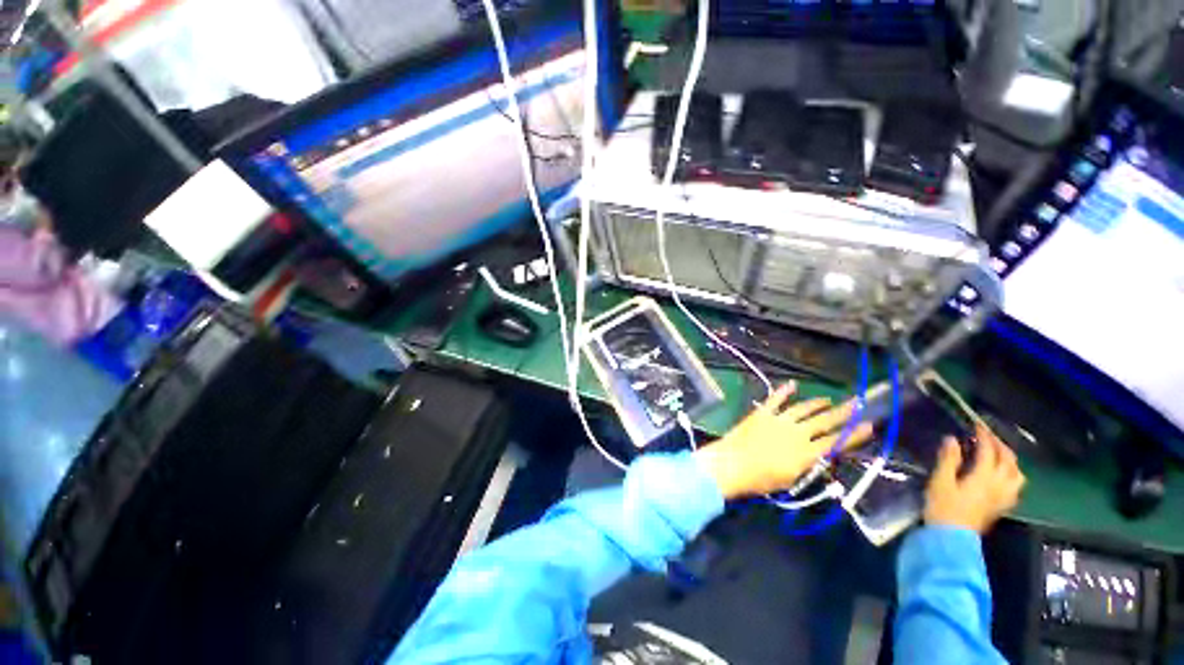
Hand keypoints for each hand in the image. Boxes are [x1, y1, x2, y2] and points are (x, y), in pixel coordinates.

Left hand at [696, 382, 874, 499]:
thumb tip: (820, 456)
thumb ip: (808, 465)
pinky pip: (775, 400)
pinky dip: (784, 391)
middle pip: (824, 421)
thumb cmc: (761, 480)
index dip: (854, 435)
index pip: (836, 443)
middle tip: (856, 403)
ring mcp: (779, 420)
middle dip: (843, 413)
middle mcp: (797, 433)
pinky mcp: (762, 413)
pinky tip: (792, 385)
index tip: (869, 426)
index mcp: (807, 453)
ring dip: (817, 403)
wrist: (732, 463)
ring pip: (803, 408)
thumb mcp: (792, 479)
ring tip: (829, 400)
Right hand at [924, 423, 1025, 533]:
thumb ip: (948, 460)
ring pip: (1017, 474)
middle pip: (1008, 461)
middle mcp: (999, 485)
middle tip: (988, 436)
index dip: (985, 436)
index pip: (990, 451)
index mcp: (984, 477)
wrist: (952, 537)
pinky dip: (1012, 474)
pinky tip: (1003, 475)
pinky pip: (1015, 486)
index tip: (977, 424)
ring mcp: (1003, 497)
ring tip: (999, 453)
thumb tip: (952, 439)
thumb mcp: (940, 481)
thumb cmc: (943, 507)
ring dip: (1010, 460)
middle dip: (1000, 445)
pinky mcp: (1002, 506)